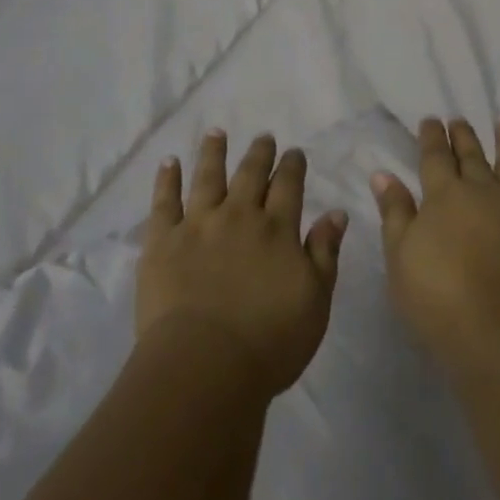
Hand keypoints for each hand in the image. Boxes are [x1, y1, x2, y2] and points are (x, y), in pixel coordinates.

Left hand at [138, 131, 349, 394]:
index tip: (294, 152)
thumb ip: (325, 253)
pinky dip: (167, 179)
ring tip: (216, 133)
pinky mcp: (163, 242)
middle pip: (250, 174)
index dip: (292, 166)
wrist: (204, 366)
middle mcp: (239, 216)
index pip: (288, 185)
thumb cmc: (269, 342)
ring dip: (213, 153)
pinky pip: (164, 202)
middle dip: (259, 153)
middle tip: (263, 136)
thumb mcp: (315, 301)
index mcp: (277, 229)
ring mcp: (198, 225)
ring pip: (208, 177)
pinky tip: (169, 162)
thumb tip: (336, 212)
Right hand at [372, 117, 499, 379]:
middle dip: (462, 135)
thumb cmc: (440, 301)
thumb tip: (384, 173)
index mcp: (444, 195)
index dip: (431, 137)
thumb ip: (395, 213)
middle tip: (458, 118)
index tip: (430, 120)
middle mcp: (483, 190)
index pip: (434, 157)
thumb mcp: (401, 260)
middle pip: (471, 155)